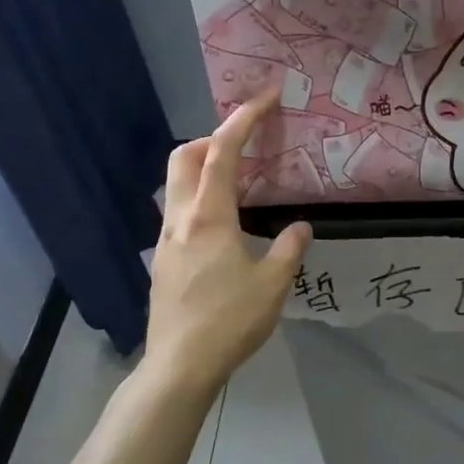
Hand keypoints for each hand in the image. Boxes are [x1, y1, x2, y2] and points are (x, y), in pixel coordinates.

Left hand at [147, 95, 311, 392]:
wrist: (180, 365)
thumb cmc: (229, 320)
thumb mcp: (273, 284)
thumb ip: (289, 248)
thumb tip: (301, 227)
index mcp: (209, 216)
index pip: (223, 151)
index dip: (244, 119)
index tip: (266, 98)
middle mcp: (180, 218)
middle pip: (184, 157)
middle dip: (212, 138)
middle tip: (245, 147)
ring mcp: (166, 240)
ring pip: (176, 184)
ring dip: (203, 168)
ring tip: (238, 184)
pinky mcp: (163, 261)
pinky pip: (178, 211)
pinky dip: (199, 198)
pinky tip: (223, 226)